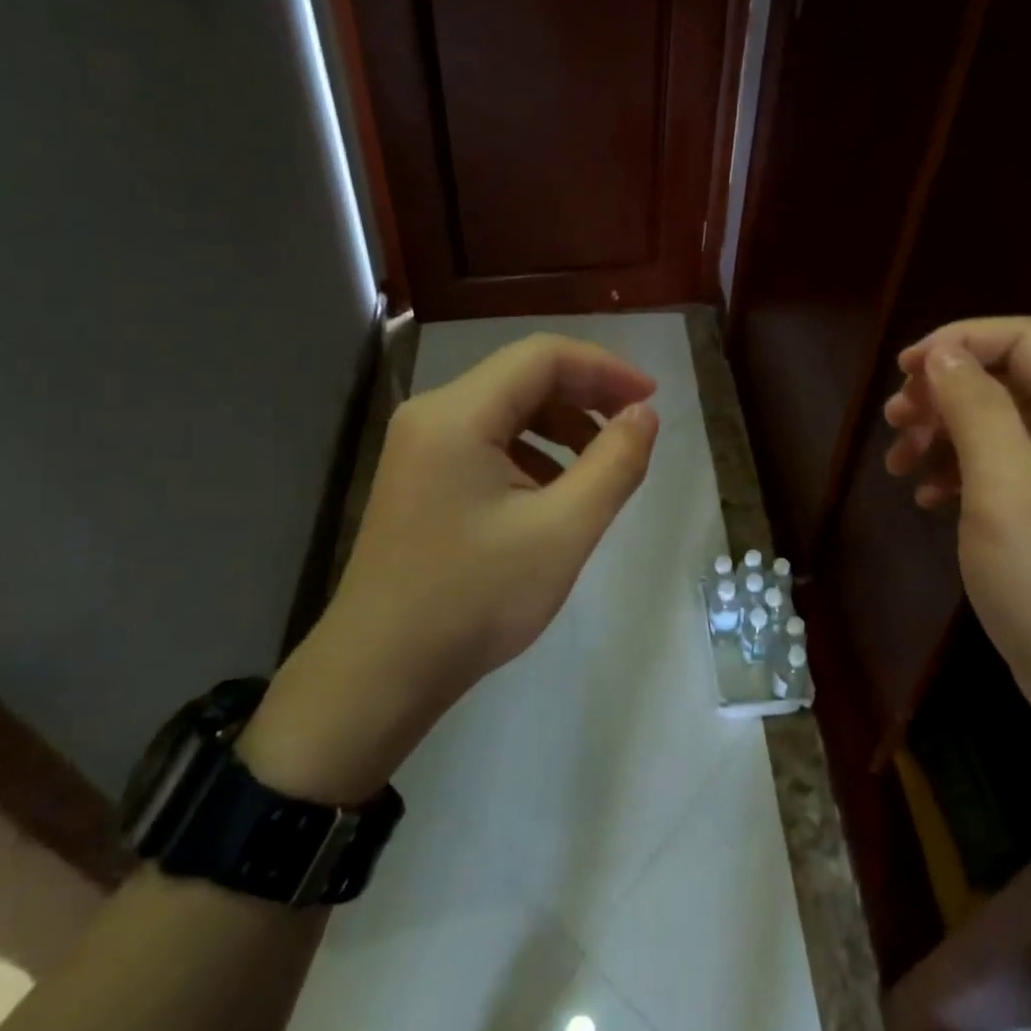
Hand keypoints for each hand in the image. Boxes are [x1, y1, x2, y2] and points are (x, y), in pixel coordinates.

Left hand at [240, 334, 659, 801]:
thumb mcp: (562, 532)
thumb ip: (614, 464)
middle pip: (522, 377)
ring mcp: (419, 445)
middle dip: (585, 395)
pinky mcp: (419, 475)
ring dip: (560, 425)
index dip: (605, 367)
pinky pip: (485, 440)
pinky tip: (553, 492)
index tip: (652, 398)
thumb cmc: (474, 600)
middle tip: (634, 427)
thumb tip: (644, 413)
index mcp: (458, 414)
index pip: (543, 356)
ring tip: (601, 466)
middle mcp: (432, 414)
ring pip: (505, 408)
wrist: (378, 674)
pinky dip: (531, 452)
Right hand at [882, 317, 1030, 721]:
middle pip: (1006, 378)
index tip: (903, 371)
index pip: (1025, 339)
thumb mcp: (1006, 490)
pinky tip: (926, 497)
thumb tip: (943, 352)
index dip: (960, 340)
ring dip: (940, 432)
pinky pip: (996, 466)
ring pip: (994, 423)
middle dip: (943, 392)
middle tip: (893, 421)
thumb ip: (976, 410)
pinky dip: (955, 471)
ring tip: (897, 464)